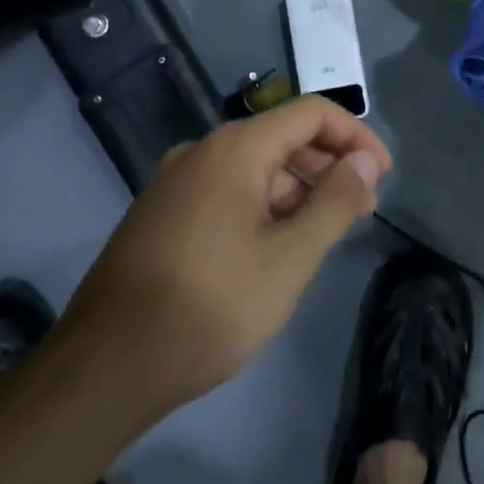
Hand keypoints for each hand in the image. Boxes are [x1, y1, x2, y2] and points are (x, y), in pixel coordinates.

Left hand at [58, 97, 389, 421]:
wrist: (101, 370)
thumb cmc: (208, 307)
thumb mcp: (289, 258)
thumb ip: (336, 202)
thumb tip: (365, 161)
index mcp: (235, 148)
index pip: (312, 113)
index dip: (356, 136)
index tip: (382, 175)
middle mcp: (202, 151)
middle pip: (283, 136)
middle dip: (329, 165)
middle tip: (361, 209)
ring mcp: (175, 182)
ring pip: (255, 166)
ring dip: (297, 189)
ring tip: (322, 235)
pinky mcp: (161, 214)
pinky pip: (227, 190)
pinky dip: (263, 205)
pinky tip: (273, 248)